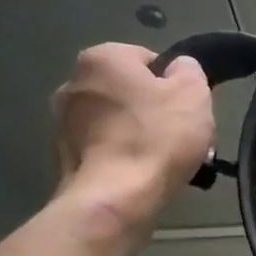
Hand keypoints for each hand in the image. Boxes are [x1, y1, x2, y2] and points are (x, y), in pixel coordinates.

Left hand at [50, 44, 214, 235]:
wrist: (115, 197)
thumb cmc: (157, 136)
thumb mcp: (194, 93)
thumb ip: (189, 70)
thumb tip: (178, 68)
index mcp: (102, 58)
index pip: (148, 58)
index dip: (173, 82)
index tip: (186, 106)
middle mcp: (72, 82)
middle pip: (129, 89)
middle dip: (153, 107)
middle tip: (179, 132)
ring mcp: (62, 121)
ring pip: (117, 118)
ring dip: (138, 132)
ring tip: (164, 158)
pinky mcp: (62, 155)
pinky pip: (104, 145)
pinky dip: (122, 154)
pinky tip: (142, 172)